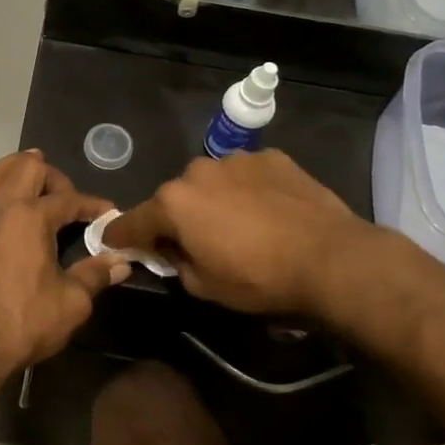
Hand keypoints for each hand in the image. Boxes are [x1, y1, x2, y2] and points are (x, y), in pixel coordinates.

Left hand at [0, 151, 128, 376]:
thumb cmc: (25, 323)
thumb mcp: (72, 302)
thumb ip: (95, 275)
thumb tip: (121, 261)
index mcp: (32, 219)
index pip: (68, 200)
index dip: (92, 204)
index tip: (107, 213)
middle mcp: (0, 209)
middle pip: (25, 169)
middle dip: (49, 173)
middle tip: (63, 192)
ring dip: (8, 167)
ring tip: (22, 168)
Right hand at [102, 150, 370, 314]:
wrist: (331, 257)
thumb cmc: (259, 277)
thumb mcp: (204, 287)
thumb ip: (176, 264)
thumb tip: (172, 252)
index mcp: (173, 203)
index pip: (132, 221)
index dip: (120, 235)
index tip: (112, 242)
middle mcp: (196, 171)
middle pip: (174, 198)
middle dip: (177, 218)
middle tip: (195, 242)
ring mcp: (235, 160)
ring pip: (211, 182)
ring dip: (213, 200)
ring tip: (239, 225)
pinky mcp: (270, 157)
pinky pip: (245, 175)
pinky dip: (247, 190)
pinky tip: (268, 211)